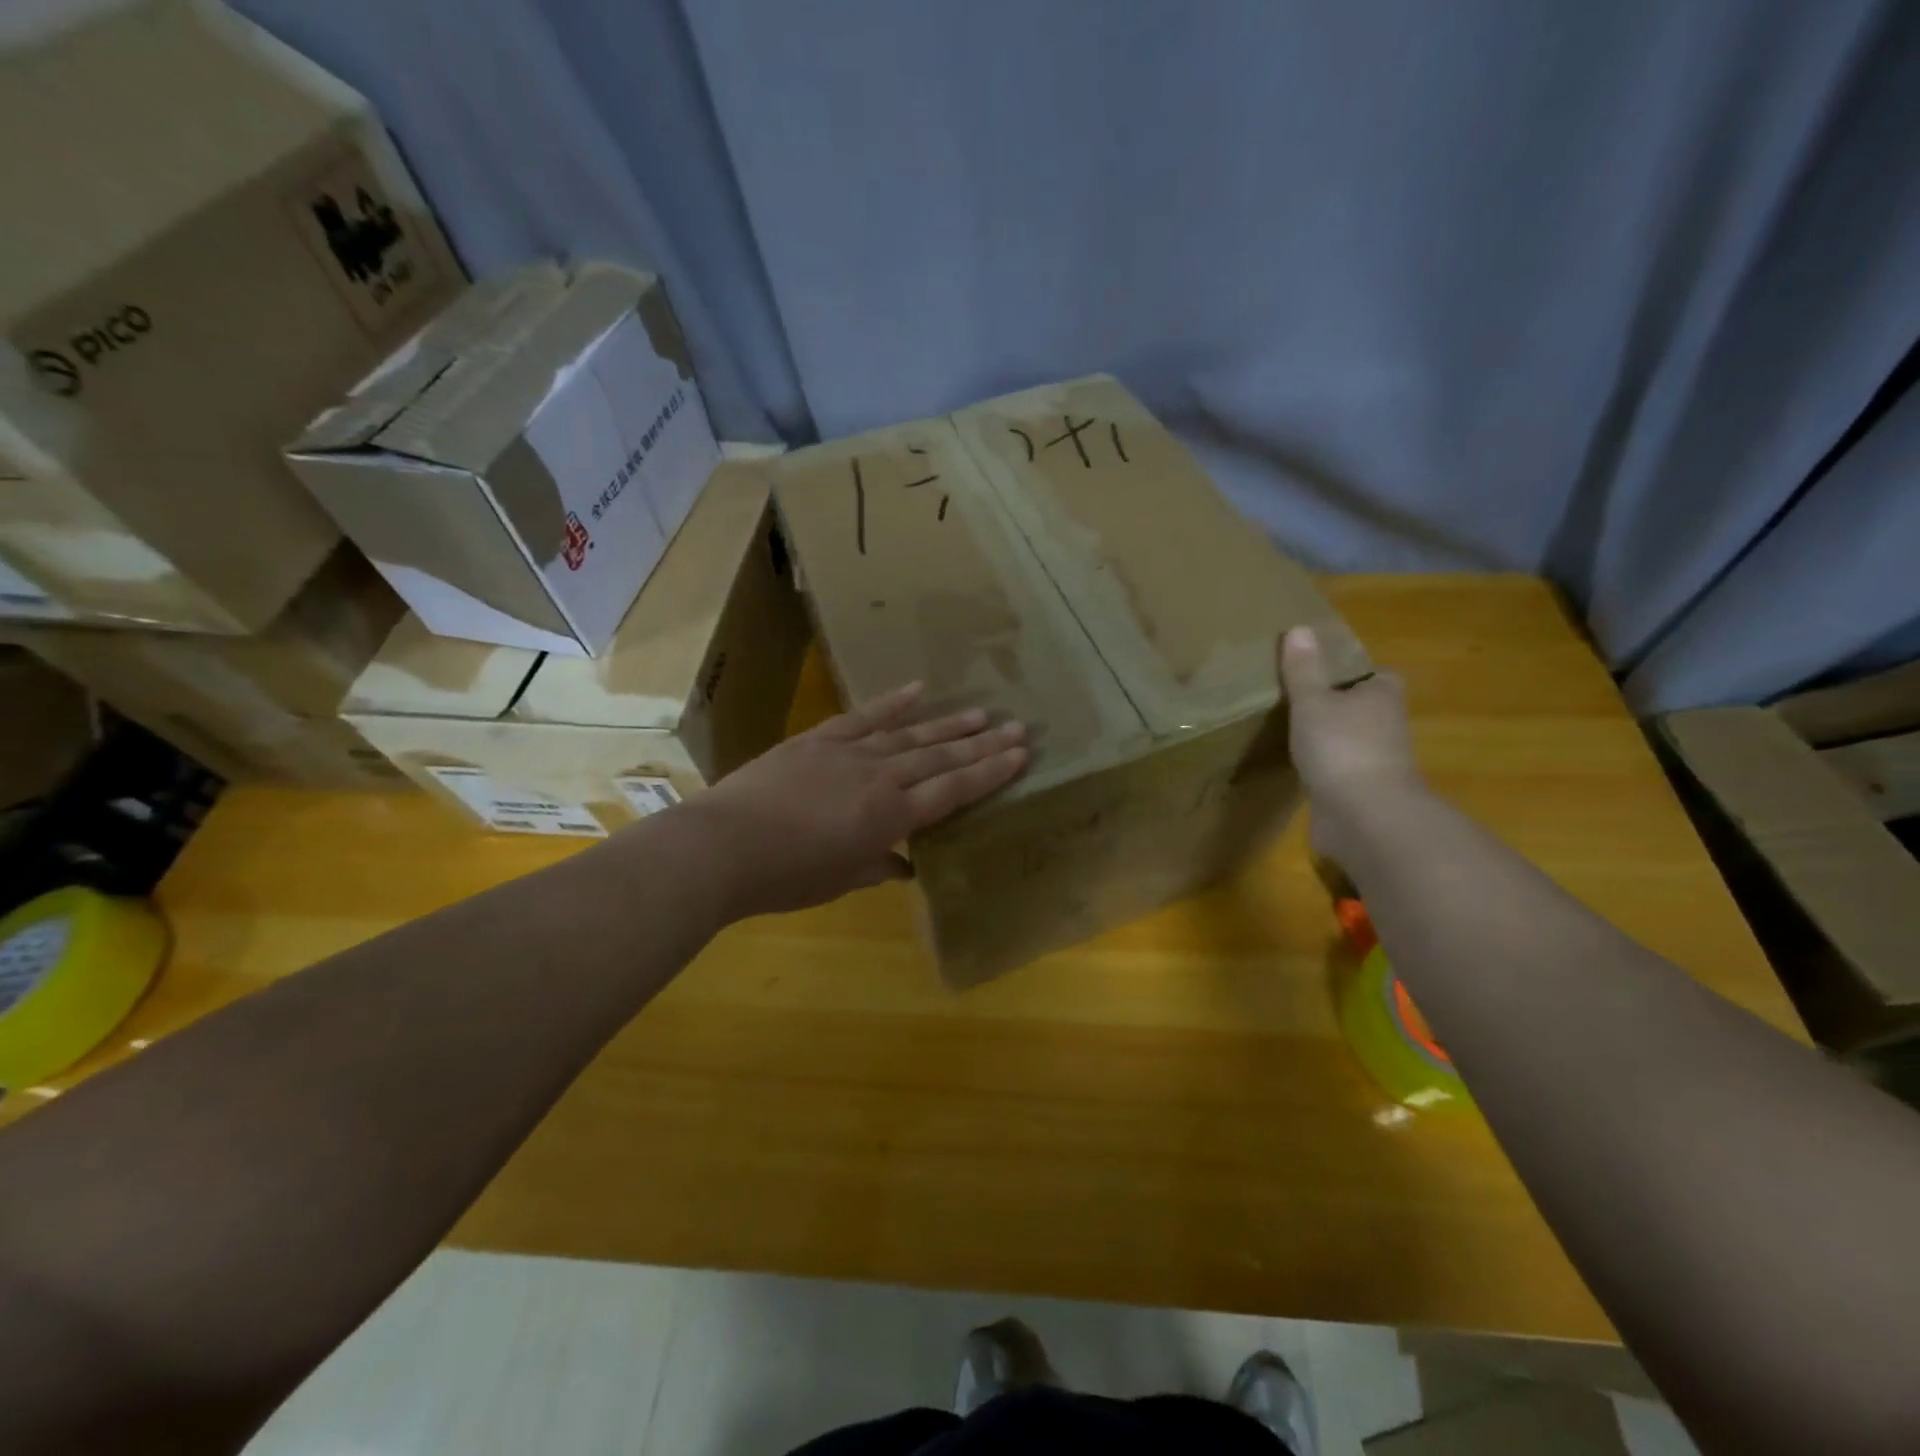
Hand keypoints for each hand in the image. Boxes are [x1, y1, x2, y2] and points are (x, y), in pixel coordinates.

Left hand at [689, 682, 1027, 919]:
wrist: (722, 846)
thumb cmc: (784, 877)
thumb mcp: (838, 880)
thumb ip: (875, 866)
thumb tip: (903, 865)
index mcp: (889, 818)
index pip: (952, 791)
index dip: (989, 773)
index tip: (1020, 755)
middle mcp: (880, 779)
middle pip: (940, 758)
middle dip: (981, 744)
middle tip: (1017, 727)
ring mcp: (849, 753)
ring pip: (909, 735)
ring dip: (947, 724)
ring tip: (981, 712)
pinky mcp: (818, 740)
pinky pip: (862, 717)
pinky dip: (891, 703)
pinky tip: (917, 690)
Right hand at [1278, 627, 1425, 862]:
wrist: (1365, 817)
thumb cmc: (1341, 747)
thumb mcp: (1313, 702)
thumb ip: (1303, 670)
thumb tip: (1299, 628)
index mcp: (1383, 697)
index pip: (1377, 676)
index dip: (1353, 672)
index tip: (1323, 671)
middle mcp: (1387, 727)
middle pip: (1363, 709)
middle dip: (1339, 706)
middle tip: (1298, 699)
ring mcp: (1377, 763)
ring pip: (1351, 742)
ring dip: (1330, 740)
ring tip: (1291, 731)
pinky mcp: (1361, 794)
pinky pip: (1340, 772)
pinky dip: (1324, 769)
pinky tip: (1297, 767)